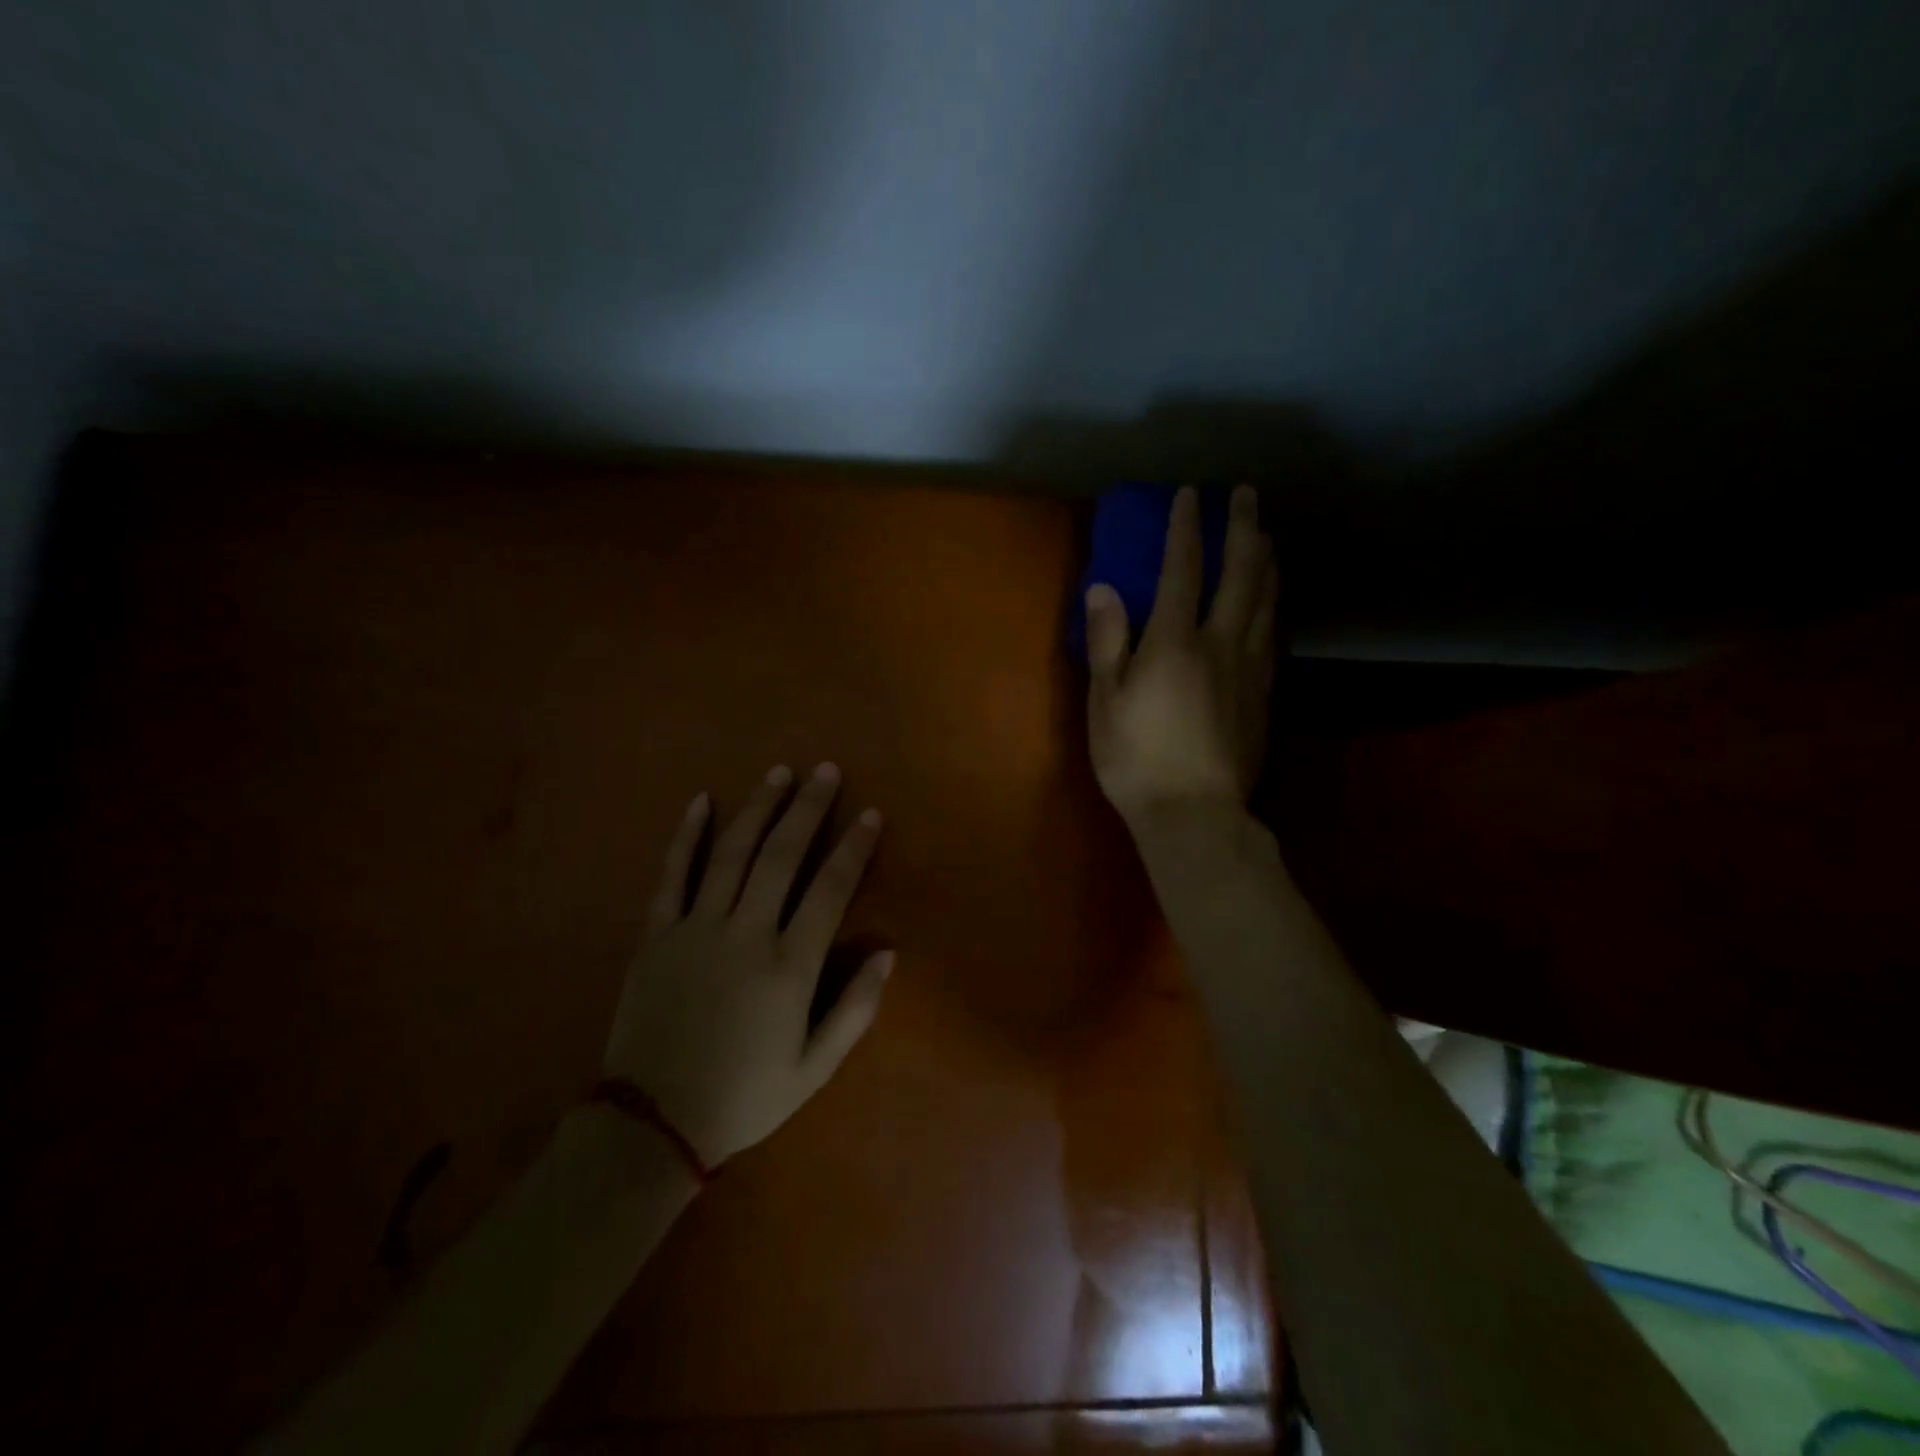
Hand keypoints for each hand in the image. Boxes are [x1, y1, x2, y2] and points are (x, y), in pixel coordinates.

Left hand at [602, 763, 890, 1166]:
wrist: (652, 1124)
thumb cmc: (744, 1096)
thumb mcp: (815, 1067)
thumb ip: (855, 1008)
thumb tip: (887, 953)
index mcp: (789, 965)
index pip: (830, 889)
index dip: (853, 848)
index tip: (869, 814)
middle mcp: (745, 933)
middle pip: (782, 855)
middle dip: (808, 808)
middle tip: (825, 771)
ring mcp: (696, 928)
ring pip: (732, 853)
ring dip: (758, 808)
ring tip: (779, 773)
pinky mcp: (656, 935)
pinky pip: (672, 875)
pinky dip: (686, 836)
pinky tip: (701, 801)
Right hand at [1085, 484, 1277, 828]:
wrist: (1194, 814)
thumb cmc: (1136, 759)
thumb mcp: (1105, 702)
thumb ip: (1108, 641)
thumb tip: (1104, 587)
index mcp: (1174, 641)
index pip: (1183, 569)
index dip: (1186, 528)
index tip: (1189, 494)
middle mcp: (1220, 643)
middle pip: (1240, 574)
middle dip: (1243, 529)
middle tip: (1246, 495)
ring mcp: (1250, 669)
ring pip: (1267, 601)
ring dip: (1267, 561)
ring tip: (1267, 536)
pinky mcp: (1264, 695)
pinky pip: (1275, 636)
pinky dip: (1275, 606)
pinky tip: (1274, 602)